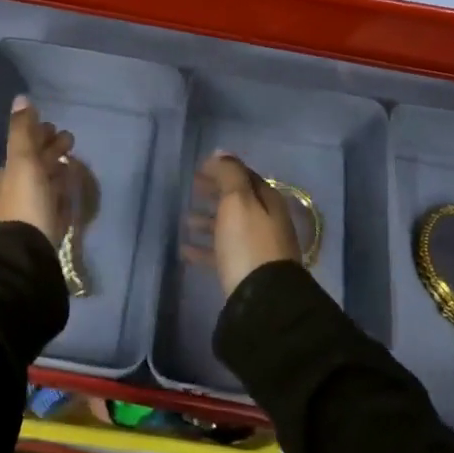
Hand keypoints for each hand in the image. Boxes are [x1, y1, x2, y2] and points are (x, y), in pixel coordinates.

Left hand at [0, 96, 74, 245]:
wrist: (27, 252)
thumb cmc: (25, 202)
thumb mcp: (22, 160)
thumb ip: (22, 130)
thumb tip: (21, 98)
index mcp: (9, 173)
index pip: (25, 147)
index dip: (40, 135)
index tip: (56, 128)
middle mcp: (16, 190)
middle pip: (36, 165)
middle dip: (51, 151)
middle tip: (71, 142)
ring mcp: (30, 211)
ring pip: (45, 184)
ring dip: (57, 172)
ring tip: (74, 165)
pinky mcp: (44, 228)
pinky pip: (54, 204)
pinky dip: (61, 193)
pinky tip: (70, 192)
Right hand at [187, 152, 302, 297]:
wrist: (264, 300)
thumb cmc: (248, 244)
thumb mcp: (238, 202)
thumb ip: (230, 175)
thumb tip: (221, 152)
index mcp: (268, 201)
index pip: (244, 176)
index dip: (222, 170)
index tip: (199, 169)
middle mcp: (267, 221)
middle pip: (238, 201)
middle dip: (215, 192)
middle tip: (192, 188)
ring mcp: (258, 248)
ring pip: (229, 226)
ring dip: (208, 220)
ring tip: (185, 220)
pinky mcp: (247, 271)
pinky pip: (222, 253)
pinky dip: (205, 248)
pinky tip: (185, 251)